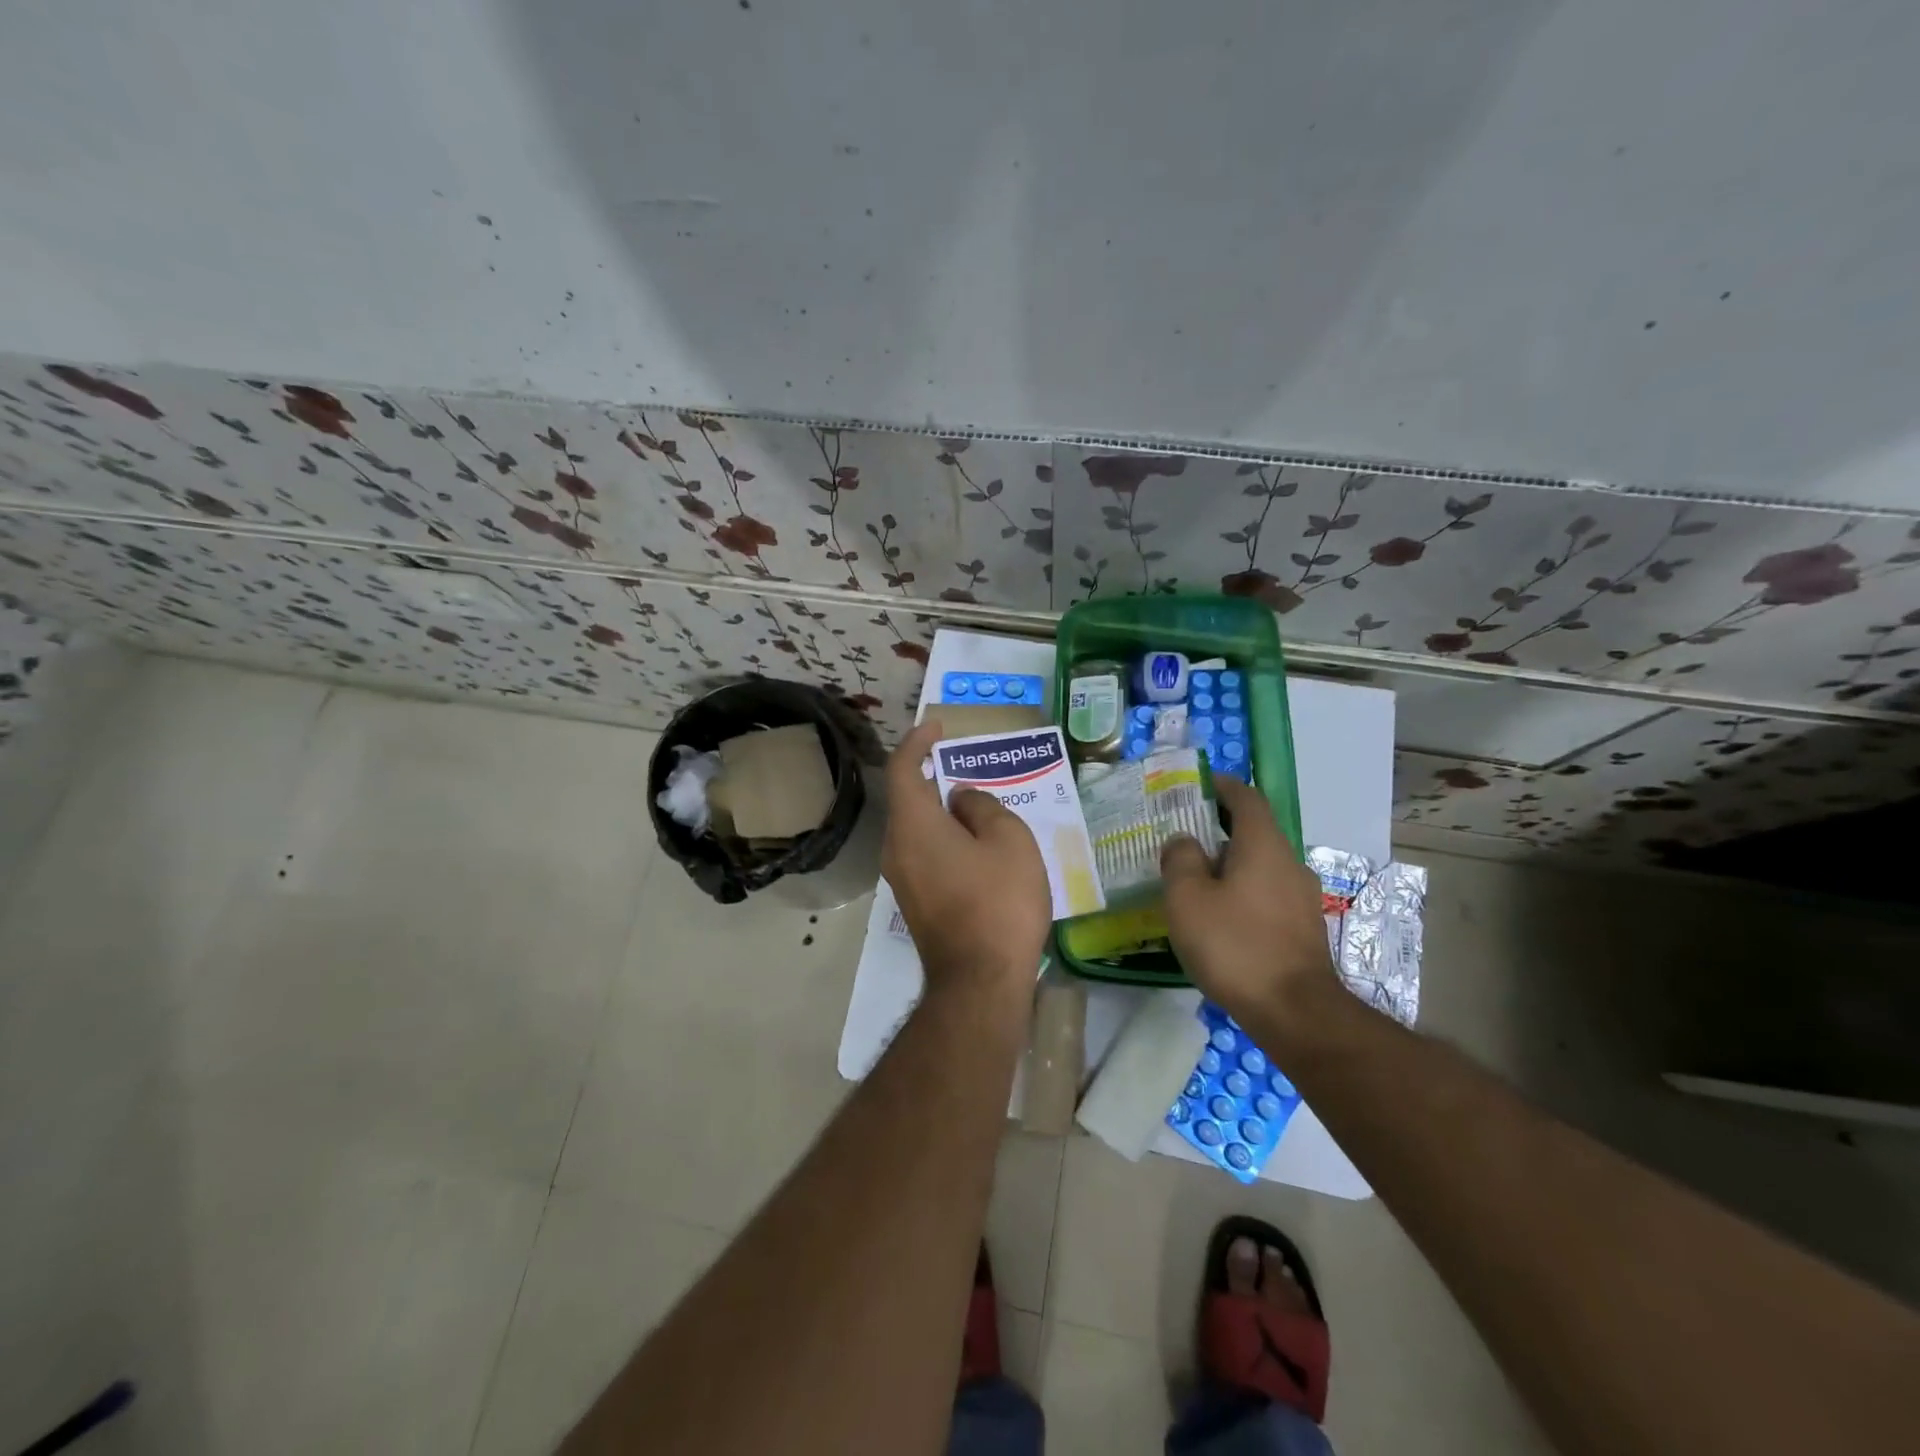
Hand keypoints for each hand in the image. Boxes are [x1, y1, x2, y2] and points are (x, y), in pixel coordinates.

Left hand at [881, 718, 1051, 1009]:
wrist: (980, 981)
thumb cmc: (998, 901)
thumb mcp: (1007, 840)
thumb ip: (982, 807)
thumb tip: (961, 799)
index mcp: (913, 825)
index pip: (902, 769)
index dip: (916, 742)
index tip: (936, 727)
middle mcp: (896, 848)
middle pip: (907, 799)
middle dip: (930, 776)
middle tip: (962, 763)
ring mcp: (902, 880)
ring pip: (916, 829)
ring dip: (939, 810)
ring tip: (975, 804)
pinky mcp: (915, 903)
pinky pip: (923, 854)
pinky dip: (942, 837)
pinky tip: (974, 845)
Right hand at [1160, 776, 1338, 1017]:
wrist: (1295, 1012)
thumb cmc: (1235, 945)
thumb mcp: (1188, 898)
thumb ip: (1180, 860)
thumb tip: (1184, 841)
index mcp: (1263, 844)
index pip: (1246, 798)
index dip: (1223, 786)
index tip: (1200, 784)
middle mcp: (1289, 862)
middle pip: (1254, 832)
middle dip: (1220, 830)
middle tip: (1184, 840)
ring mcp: (1301, 898)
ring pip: (1260, 866)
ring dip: (1230, 866)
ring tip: (1195, 882)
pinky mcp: (1302, 929)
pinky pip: (1267, 895)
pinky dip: (1242, 893)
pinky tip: (1219, 918)